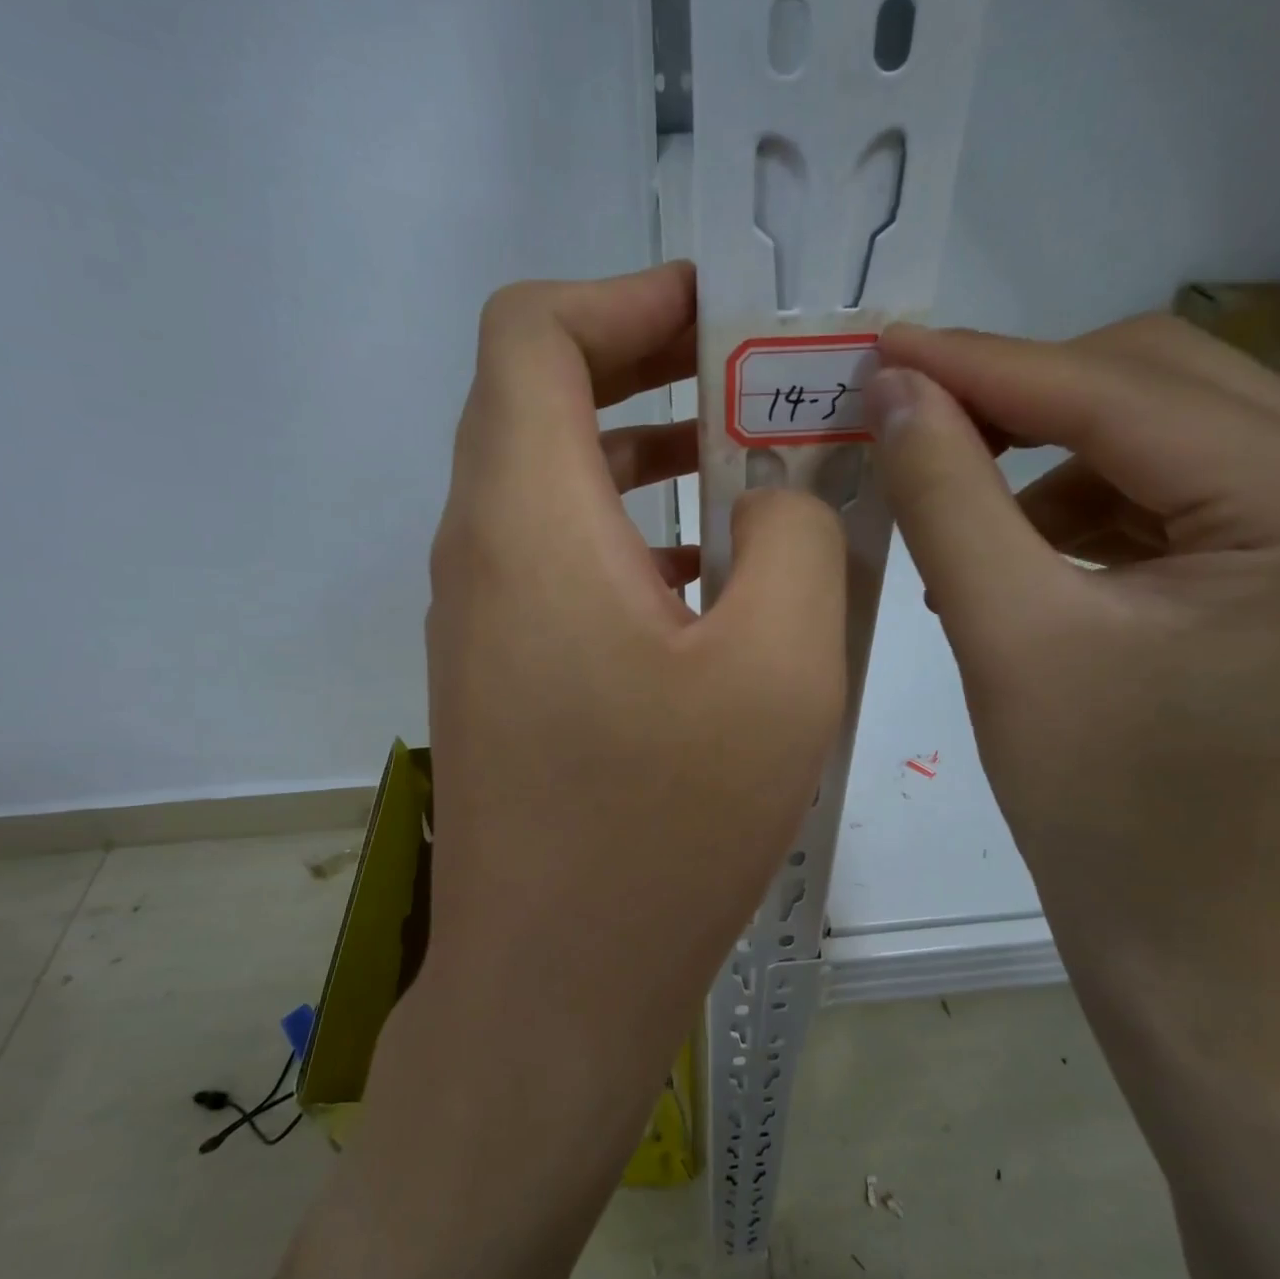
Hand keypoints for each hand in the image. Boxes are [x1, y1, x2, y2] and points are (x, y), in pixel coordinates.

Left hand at [227, 266, 846, 1278]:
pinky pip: (563, 552)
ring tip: (757, 463)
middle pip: (541, 394)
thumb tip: (779, 494)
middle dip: (652, 363)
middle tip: (760, 377)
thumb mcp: (779, 666)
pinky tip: (719, 571)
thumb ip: (796, 537)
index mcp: (528, 517)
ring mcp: (484, 610)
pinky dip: (637, 528)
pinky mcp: (506, 665)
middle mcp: (483, 545)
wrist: (554, 982)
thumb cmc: (663, 828)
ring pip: (557, 476)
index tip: (726, 317)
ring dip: (651, 450)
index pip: (532, 331)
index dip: (626, 297)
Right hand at [868, 317, 1279, 1004]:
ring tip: (966, 527)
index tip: (882, 349)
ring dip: (1047, 456)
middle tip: (914, 425)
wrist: (1187, 930)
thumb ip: (945, 494)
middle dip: (1021, 399)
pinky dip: (1085, 502)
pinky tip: (1024, 556)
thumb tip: (893, 389)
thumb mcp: (1004, 635)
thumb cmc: (1098, 804)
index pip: (1121, 393)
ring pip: (1163, 427)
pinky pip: (1177, 486)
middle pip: (1159, 383)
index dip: (982, 366)